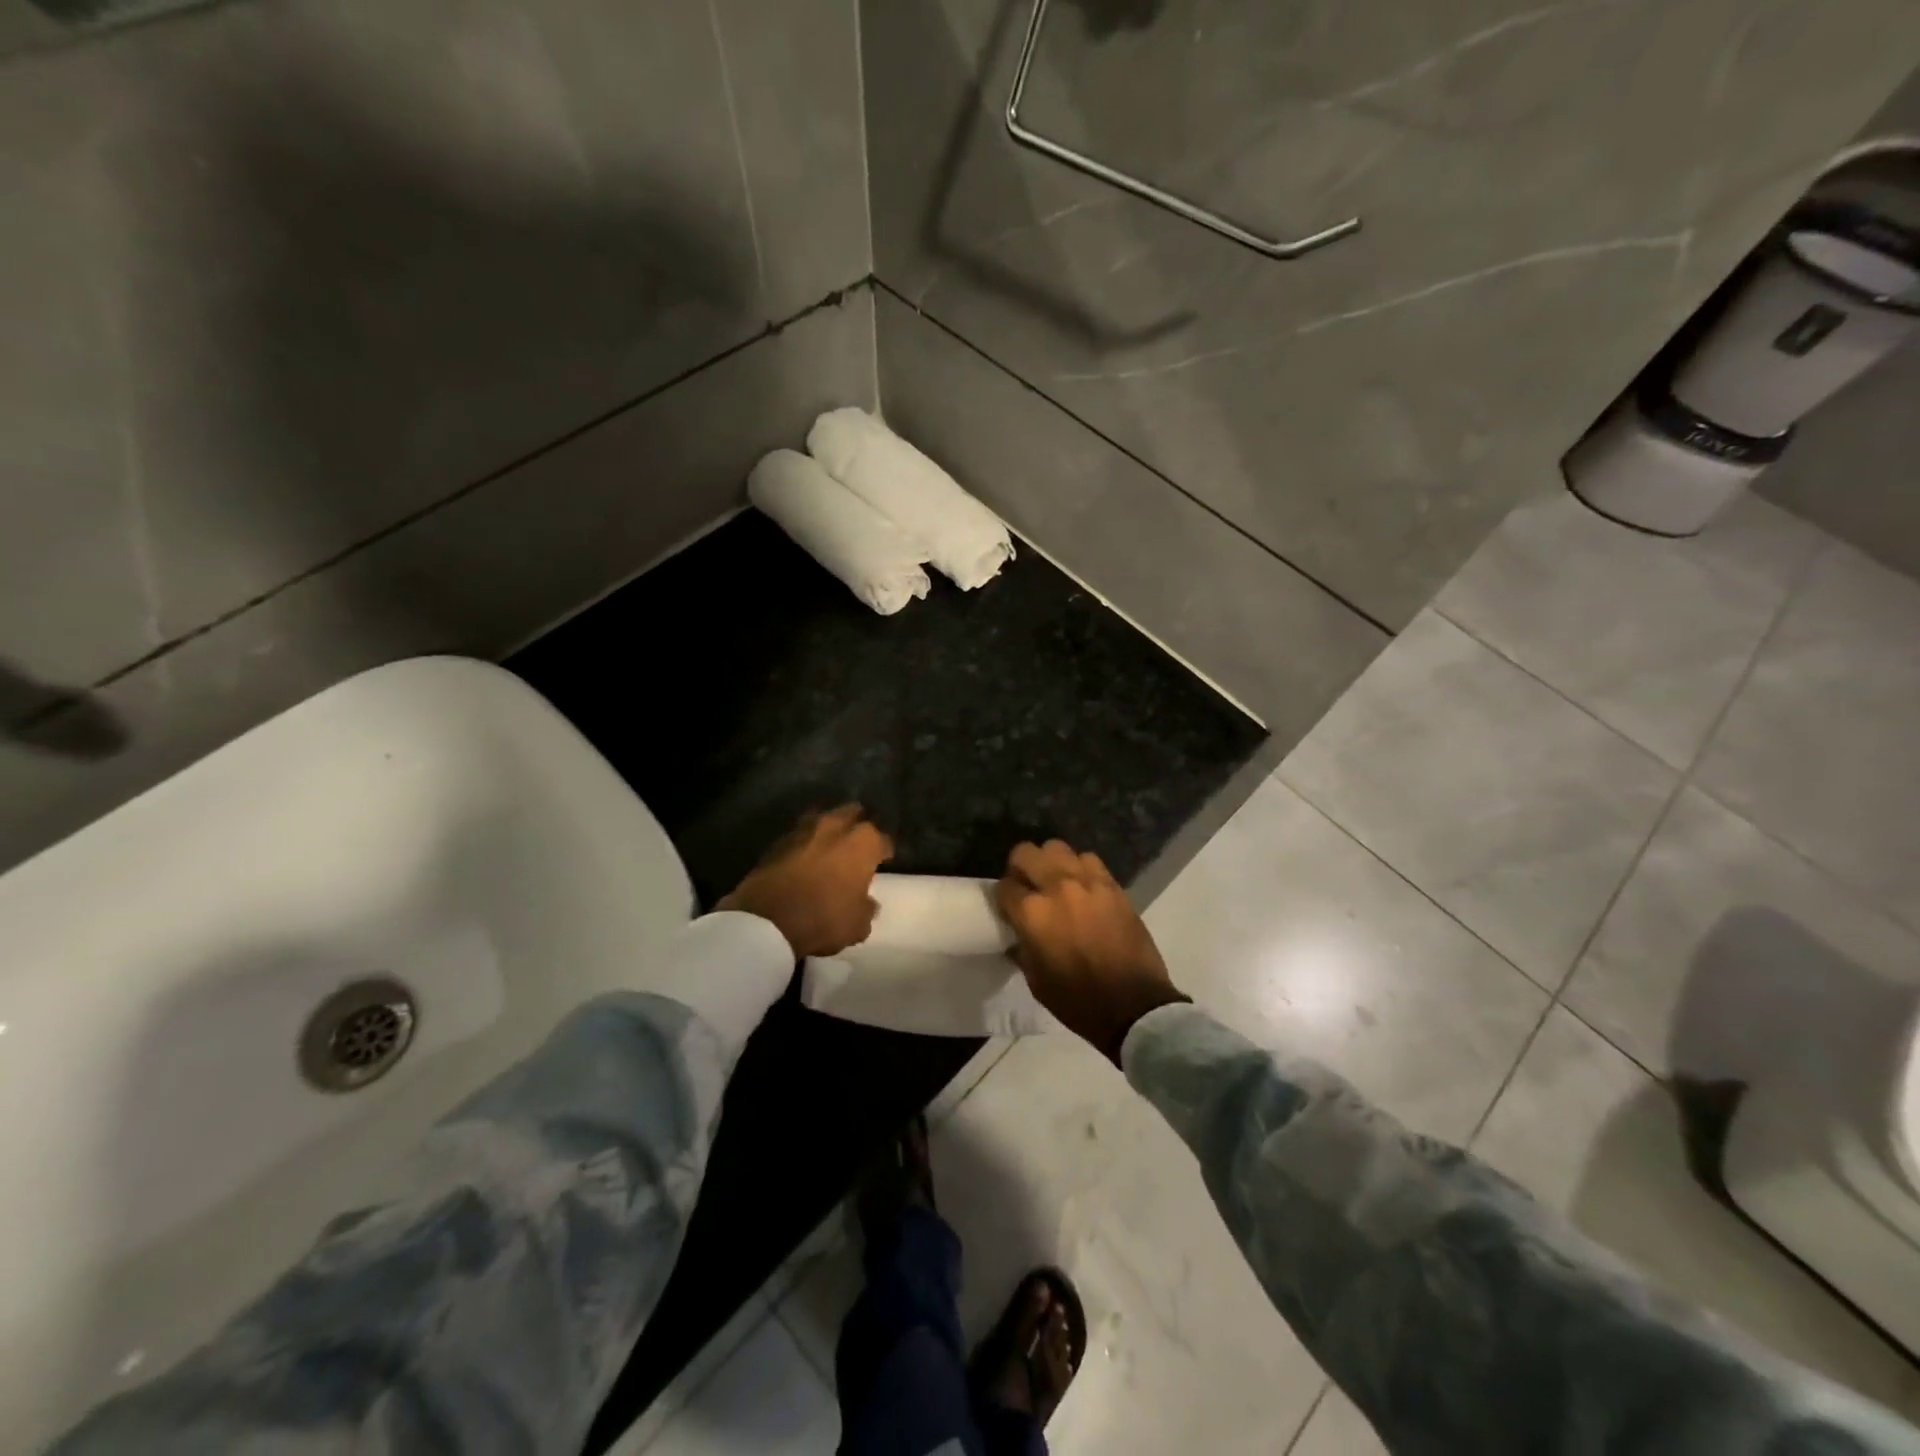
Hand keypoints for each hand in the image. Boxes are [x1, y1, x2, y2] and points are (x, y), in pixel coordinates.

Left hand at [718, 805, 893, 958]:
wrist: (766, 919)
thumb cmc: (824, 917)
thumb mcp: (857, 925)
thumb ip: (867, 909)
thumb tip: (868, 903)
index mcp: (863, 841)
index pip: (883, 840)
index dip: (884, 852)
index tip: (884, 860)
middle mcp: (836, 825)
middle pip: (853, 814)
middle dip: (858, 826)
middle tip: (858, 845)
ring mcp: (804, 829)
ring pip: (824, 818)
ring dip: (829, 830)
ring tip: (831, 846)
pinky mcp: (778, 840)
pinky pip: (800, 836)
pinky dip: (805, 844)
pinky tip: (805, 858)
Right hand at [996, 840, 1187, 1063]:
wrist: (1133, 1005)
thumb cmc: (1078, 1000)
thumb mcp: (1035, 980)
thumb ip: (1022, 948)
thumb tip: (1018, 934)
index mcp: (1032, 913)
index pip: (1004, 887)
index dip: (1003, 898)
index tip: (1009, 908)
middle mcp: (1056, 888)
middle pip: (1026, 853)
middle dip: (1020, 867)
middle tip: (1027, 887)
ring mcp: (1087, 882)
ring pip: (1057, 848)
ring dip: (1051, 863)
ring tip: (1056, 883)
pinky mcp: (1112, 885)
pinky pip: (1089, 860)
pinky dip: (1080, 868)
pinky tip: (1083, 888)